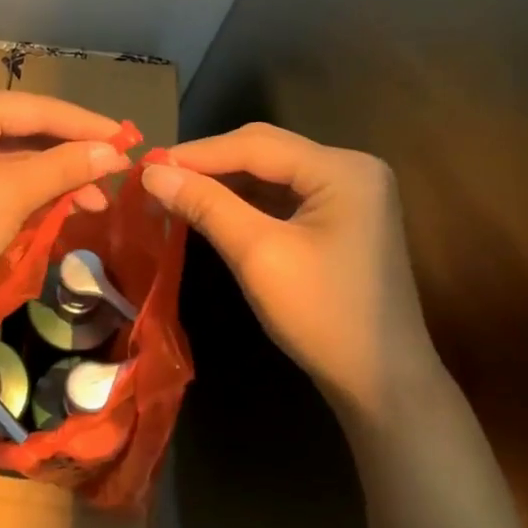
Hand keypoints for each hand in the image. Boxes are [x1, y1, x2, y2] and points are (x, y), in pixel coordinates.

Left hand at [0, 86, 129, 300]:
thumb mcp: (11, 195)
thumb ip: (64, 168)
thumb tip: (114, 153)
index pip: (38, 108)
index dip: (86, 125)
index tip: (129, 140)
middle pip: (29, 128)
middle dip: (73, 155)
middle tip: (117, 175)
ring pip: (19, 152)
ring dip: (57, 176)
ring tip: (96, 201)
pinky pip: (2, 170)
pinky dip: (33, 187)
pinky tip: (66, 202)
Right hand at [141, 123, 440, 425]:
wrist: (381, 382)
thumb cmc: (323, 316)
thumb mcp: (259, 255)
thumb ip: (207, 206)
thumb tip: (151, 173)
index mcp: (342, 169)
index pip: (256, 144)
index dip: (197, 153)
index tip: (146, 166)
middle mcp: (350, 168)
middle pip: (265, 150)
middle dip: (210, 163)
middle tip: (157, 178)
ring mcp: (349, 194)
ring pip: (271, 172)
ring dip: (224, 181)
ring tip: (174, 191)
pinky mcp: (340, 219)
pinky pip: (283, 196)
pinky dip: (245, 200)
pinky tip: (211, 208)